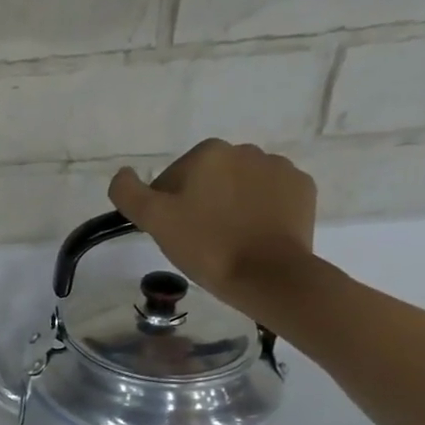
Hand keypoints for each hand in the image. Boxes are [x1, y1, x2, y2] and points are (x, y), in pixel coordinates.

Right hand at [109, 139, 317, 314]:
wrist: (268, 274)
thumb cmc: (206, 245)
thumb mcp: (154, 220)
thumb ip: (128, 193)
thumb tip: (122, 174)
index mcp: (208, 153)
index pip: (172, 179)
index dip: (167, 207)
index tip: (173, 232)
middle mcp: (245, 150)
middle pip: (208, 180)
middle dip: (201, 203)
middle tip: (198, 239)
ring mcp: (279, 168)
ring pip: (240, 187)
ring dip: (230, 206)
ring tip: (228, 240)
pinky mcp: (302, 189)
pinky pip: (270, 196)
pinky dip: (260, 211)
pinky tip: (254, 236)